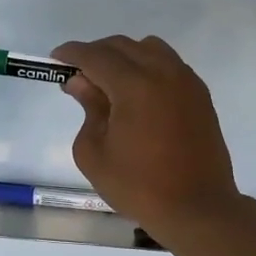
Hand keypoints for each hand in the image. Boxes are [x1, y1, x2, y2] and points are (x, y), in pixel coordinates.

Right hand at [52, 34, 241, 240]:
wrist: (197, 208)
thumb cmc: (139, 186)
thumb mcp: (94, 153)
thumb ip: (87, 110)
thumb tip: (82, 83)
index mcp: (134, 85)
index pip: (96, 56)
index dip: (72, 54)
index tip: (55, 59)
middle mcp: (163, 73)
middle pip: (122, 46)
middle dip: (96, 54)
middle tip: (78, 75)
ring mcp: (186, 81)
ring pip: (149, 49)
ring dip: (124, 56)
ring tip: (109, 82)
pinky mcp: (200, 95)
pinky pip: (169, 64)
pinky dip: (148, 67)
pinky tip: (138, 93)